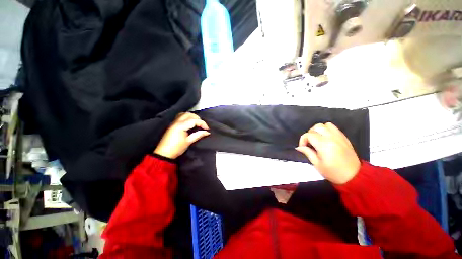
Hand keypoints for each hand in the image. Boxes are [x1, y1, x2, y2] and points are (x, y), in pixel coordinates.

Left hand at [154, 113, 209, 158]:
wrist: (164, 153)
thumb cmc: (177, 148)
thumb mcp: (188, 141)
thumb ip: (198, 135)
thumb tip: (207, 132)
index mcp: (181, 126)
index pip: (194, 121)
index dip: (202, 123)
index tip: (207, 129)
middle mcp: (177, 122)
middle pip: (189, 115)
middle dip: (197, 118)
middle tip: (202, 125)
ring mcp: (174, 122)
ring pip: (184, 114)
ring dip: (192, 116)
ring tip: (197, 123)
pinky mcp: (172, 125)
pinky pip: (180, 116)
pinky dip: (186, 117)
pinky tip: (189, 122)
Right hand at [296, 123, 360, 184]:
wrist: (354, 176)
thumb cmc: (333, 172)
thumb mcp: (317, 164)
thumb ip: (307, 152)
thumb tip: (299, 147)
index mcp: (324, 144)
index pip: (308, 135)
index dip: (303, 140)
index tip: (302, 147)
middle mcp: (332, 137)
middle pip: (317, 127)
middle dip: (310, 133)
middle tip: (309, 143)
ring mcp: (339, 136)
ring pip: (325, 125)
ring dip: (319, 130)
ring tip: (317, 139)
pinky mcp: (344, 138)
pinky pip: (334, 128)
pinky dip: (327, 130)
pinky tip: (326, 139)